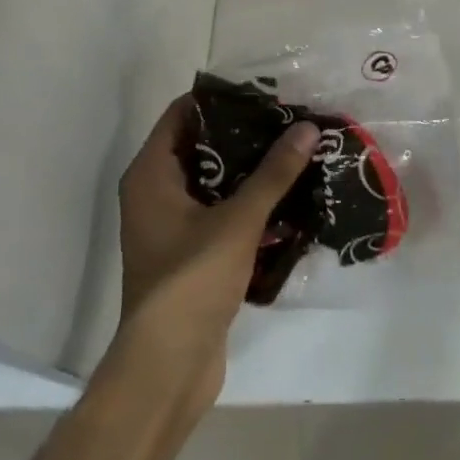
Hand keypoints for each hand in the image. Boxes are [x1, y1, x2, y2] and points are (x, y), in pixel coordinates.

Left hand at [116, 95, 319, 410]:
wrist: (168, 367)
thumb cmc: (191, 280)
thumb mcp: (237, 220)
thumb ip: (273, 173)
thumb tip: (308, 127)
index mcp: (151, 175)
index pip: (182, 114)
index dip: (220, 99)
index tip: (263, 91)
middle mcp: (155, 193)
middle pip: (201, 146)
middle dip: (244, 134)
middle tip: (288, 119)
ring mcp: (171, 226)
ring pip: (214, 182)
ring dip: (250, 170)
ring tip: (295, 150)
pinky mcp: (190, 253)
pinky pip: (220, 213)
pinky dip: (248, 203)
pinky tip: (288, 197)